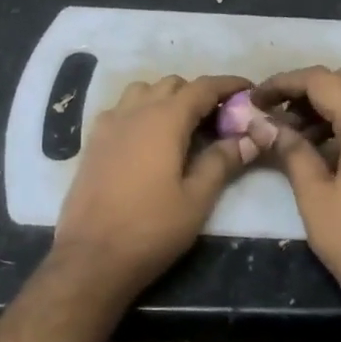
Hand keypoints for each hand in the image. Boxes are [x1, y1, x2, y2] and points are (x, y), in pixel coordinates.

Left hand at [52, 74, 254, 300]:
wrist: (91, 257)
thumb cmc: (150, 229)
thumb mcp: (197, 199)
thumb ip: (222, 162)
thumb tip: (248, 138)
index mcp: (164, 119)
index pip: (203, 87)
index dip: (229, 84)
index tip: (249, 90)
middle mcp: (134, 111)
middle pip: (172, 84)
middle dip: (198, 94)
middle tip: (219, 120)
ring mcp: (108, 124)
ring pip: (142, 92)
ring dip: (166, 99)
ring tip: (183, 127)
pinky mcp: (92, 142)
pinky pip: (121, 110)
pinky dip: (141, 112)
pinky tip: (148, 141)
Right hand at [248, 66, 340, 315]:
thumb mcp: (315, 196)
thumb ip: (291, 151)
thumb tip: (265, 124)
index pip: (324, 81)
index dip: (285, 83)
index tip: (255, 98)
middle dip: (308, 89)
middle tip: (277, 113)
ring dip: (326, 107)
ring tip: (291, 136)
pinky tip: (318, 153)